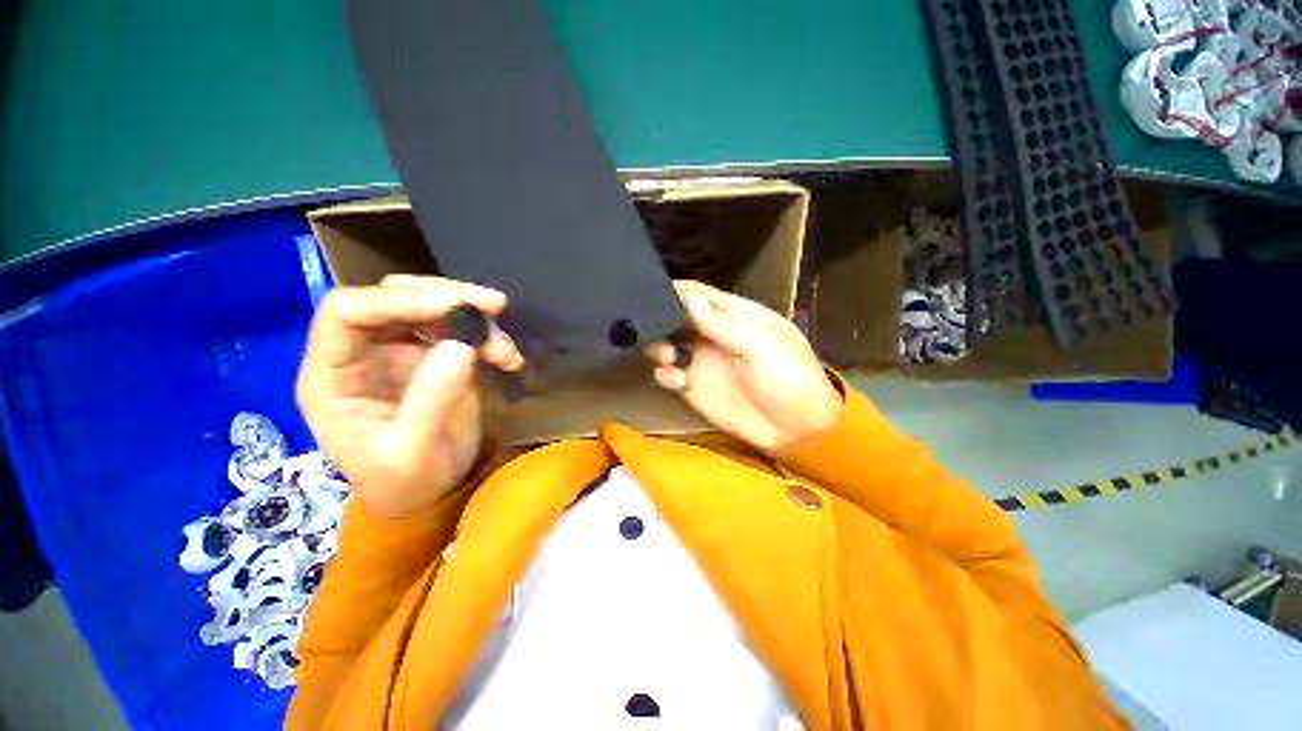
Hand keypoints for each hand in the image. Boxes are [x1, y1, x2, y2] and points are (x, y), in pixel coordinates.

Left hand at [296, 275, 523, 518]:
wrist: (430, 494)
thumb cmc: (407, 482)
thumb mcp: (413, 452)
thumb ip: (432, 400)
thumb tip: (462, 345)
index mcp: (333, 375)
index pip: (348, 311)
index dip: (397, 301)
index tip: (453, 309)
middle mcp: (364, 353)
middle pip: (394, 296)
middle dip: (445, 296)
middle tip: (493, 307)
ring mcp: (402, 352)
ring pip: (431, 307)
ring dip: (474, 317)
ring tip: (506, 348)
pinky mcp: (436, 358)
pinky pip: (461, 331)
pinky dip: (488, 337)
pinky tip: (509, 358)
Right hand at [646, 281, 842, 450]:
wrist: (797, 430)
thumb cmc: (790, 379)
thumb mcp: (763, 348)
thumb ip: (725, 326)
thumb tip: (690, 300)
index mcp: (734, 316)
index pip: (699, 294)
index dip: (675, 290)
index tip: (649, 290)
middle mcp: (712, 334)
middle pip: (676, 317)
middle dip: (658, 319)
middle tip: (646, 326)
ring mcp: (701, 361)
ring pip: (667, 345)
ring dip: (658, 347)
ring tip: (665, 356)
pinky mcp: (694, 387)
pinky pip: (669, 374)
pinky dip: (664, 373)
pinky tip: (673, 378)